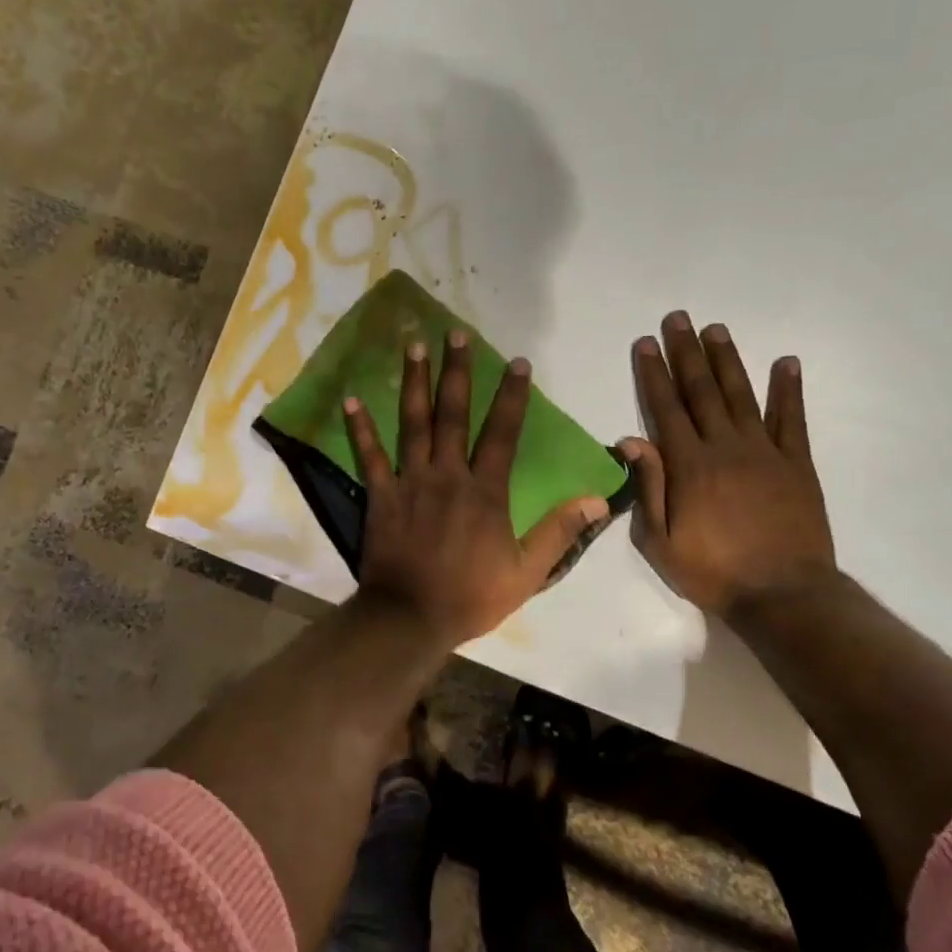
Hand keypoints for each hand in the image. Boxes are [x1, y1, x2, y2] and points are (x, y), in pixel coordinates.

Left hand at [345, 331, 609, 647]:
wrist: (410, 618)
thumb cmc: (470, 596)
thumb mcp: (527, 572)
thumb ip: (560, 532)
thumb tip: (598, 498)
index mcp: (485, 491)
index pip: (503, 433)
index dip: (512, 396)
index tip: (519, 363)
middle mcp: (447, 475)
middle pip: (453, 414)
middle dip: (456, 371)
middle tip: (455, 334)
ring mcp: (410, 482)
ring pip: (413, 423)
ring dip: (414, 383)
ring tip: (414, 346)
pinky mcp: (380, 495)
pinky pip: (369, 456)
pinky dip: (360, 428)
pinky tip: (352, 398)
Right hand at [620, 311, 835, 618]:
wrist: (783, 594)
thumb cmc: (713, 572)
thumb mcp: (661, 541)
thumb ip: (648, 487)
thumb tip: (630, 439)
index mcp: (689, 466)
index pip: (666, 409)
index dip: (654, 374)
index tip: (645, 343)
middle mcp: (725, 447)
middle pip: (701, 392)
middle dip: (686, 353)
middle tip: (677, 319)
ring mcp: (765, 452)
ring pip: (741, 396)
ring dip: (727, 360)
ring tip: (715, 329)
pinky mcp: (797, 463)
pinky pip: (792, 419)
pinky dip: (789, 389)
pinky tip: (786, 363)